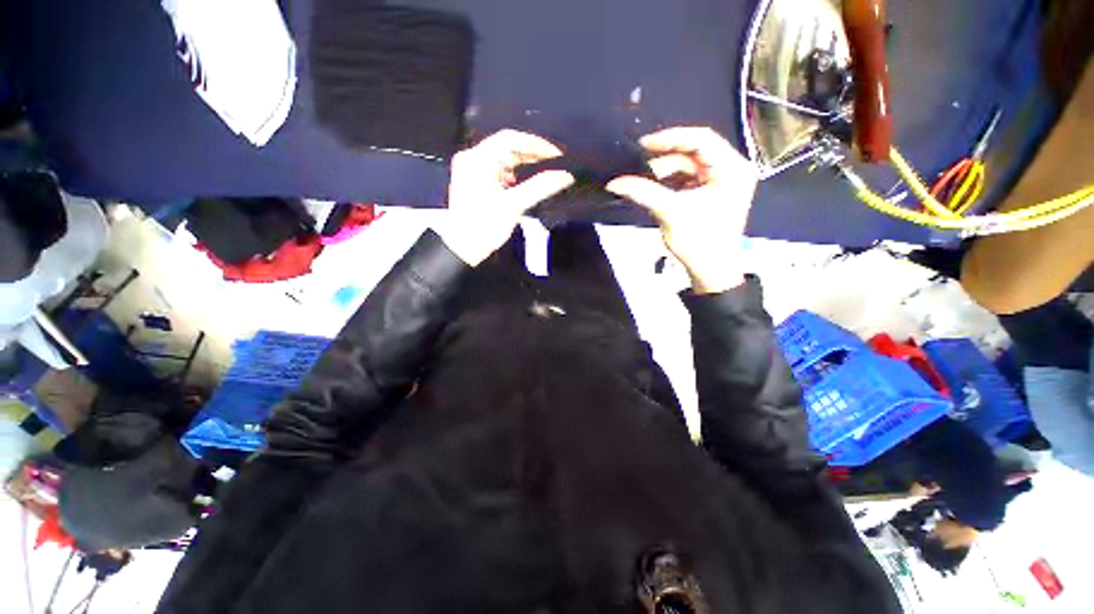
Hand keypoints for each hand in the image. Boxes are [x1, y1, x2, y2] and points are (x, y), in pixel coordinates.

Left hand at [436, 129, 574, 265]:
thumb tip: (565, 176)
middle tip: (552, 162)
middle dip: (530, 153)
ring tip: (540, 170)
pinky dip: (510, 172)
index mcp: (479, 160)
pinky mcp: (472, 181)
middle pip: (505, 146)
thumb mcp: (514, 205)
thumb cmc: (484, 227)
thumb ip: (540, 188)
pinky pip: (494, 168)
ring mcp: (470, 170)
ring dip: (521, 162)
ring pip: (500, 157)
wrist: (462, 248)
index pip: (511, 139)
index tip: (556, 154)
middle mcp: (472, 159)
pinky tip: (519, 182)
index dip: (536, 144)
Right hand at [606, 127, 757, 293]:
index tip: (643, 145)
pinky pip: (687, 178)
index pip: (701, 139)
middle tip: (639, 167)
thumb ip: (643, 193)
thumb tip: (614, 182)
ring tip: (644, 183)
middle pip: (694, 152)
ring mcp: (721, 181)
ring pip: (688, 166)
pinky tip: (654, 188)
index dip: (670, 138)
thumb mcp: (670, 213)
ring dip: (664, 172)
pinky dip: (669, 182)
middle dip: (665, 159)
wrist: (710, 270)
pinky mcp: (710, 192)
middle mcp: (731, 169)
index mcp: (732, 169)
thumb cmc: (698, 242)